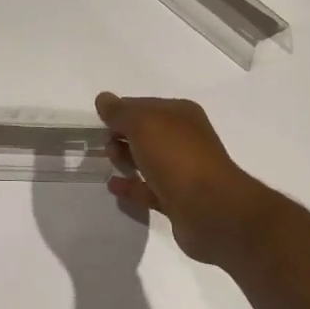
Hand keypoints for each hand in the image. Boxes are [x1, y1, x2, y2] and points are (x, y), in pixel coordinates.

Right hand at [95, 93, 271, 265]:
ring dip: (127, 159)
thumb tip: (104, 99)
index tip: (100, 121)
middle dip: (123, 136)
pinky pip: (149, 189)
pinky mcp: (178, 200)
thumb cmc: (176, 157)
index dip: (121, 111)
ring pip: (148, 161)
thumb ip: (121, 112)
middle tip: (106, 146)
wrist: (210, 208)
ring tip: (110, 164)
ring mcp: (183, 171)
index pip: (144, 106)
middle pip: (147, 133)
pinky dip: (131, 186)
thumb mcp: (143, 124)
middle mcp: (185, 139)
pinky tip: (113, 186)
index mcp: (181, 115)